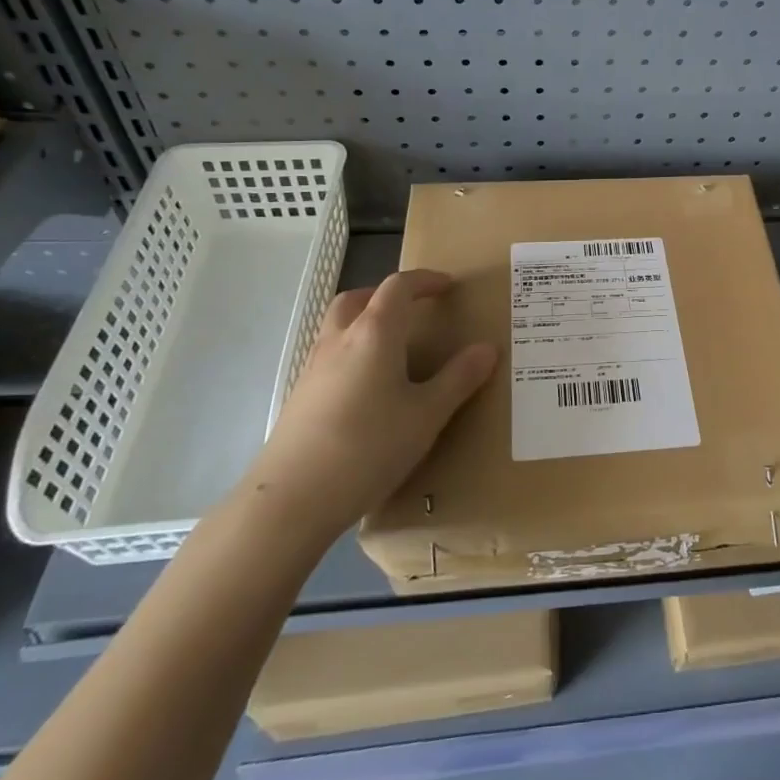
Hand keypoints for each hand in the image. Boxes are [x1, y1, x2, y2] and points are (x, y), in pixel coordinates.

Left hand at [244, 270, 495, 544]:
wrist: (292, 498)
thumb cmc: (369, 447)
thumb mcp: (427, 415)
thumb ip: (459, 378)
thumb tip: (487, 348)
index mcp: (375, 334)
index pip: (398, 288)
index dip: (425, 280)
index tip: (448, 286)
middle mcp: (339, 340)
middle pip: (358, 298)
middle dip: (387, 295)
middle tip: (412, 308)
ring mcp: (314, 368)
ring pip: (338, 325)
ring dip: (365, 320)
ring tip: (393, 345)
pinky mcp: (300, 396)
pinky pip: (330, 354)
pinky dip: (352, 351)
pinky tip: (368, 386)